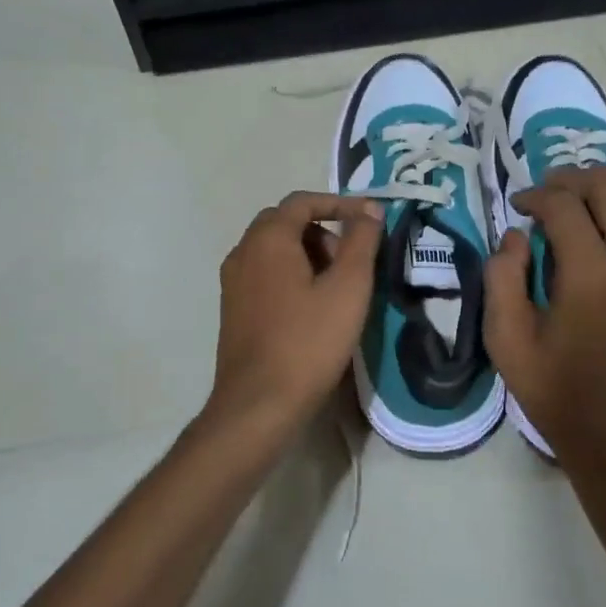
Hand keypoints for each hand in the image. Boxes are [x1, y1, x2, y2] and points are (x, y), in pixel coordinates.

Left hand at [203, 192, 383, 445]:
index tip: (371, 219)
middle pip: (286, 223)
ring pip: (275, 250)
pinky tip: (314, 308)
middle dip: (324, 230)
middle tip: (353, 259)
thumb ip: (361, 241)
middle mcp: (242, 252)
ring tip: (339, 287)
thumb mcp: (348, 288)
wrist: (258, 405)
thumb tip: (369, 210)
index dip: (340, 203)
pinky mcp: (234, 310)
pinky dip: (292, 275)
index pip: (302, 201)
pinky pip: (265, 275)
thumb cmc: (308, 341)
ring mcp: (233, 283)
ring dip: (308, 254)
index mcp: (267, 240)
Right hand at [484, 167, 605, 489]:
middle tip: (551, 194)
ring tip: (595, 193)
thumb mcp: (509, 347)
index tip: (520, 207)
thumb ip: (501, 280)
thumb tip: (515, 236)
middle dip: (575, 179)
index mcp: (592, 278)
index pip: (564, 206)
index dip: (535, 196)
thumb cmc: (564, 401)